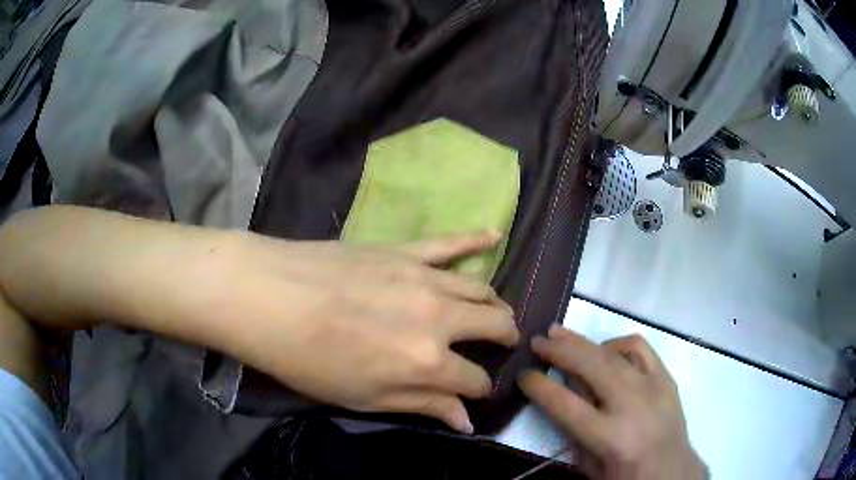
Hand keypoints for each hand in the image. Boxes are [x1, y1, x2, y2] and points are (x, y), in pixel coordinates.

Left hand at [202, 230, 518, 433]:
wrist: (269, 299)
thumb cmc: (309, 361)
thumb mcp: (364, 398)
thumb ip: (422, 405)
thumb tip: (467, 421)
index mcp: (428, 362)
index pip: (474, 379)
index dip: (480, 389)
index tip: (475, 392)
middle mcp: (439, 318)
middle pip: (493, 326)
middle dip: (504, 338)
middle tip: (504, 343)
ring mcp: (424, 279)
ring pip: (480, 289)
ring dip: (495, 303)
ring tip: (498, 312)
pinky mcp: (404, 252)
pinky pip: (449, 243)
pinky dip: (476, 239)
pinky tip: (495, 234)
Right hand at [518, 325, 706, 479]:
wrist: (671, 470)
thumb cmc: (625, 475)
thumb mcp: (590, 465)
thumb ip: (575, 430)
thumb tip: (565, 391)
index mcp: (610, 437)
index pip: (565, 404)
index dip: (540, 387)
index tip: (523, 374)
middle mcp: (632, 405)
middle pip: (591, 368)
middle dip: (560, 351)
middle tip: (538, 340)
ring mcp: (653, 387)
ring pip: (614, 353)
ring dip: (584, 341)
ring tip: (562, 334)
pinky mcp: (666, 377)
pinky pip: (640, 348)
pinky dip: (618, 344)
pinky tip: (605, 350)